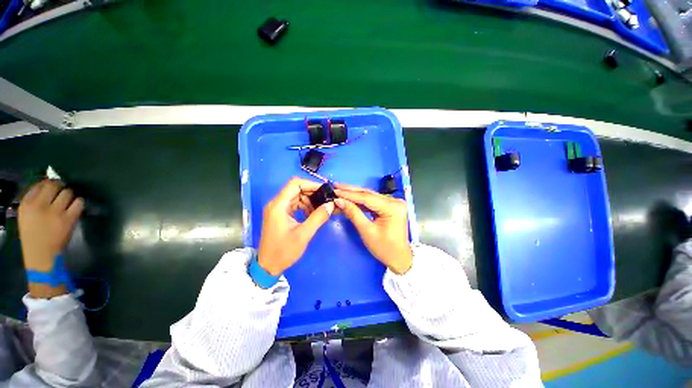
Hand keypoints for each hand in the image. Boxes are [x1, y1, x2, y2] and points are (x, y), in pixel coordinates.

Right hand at [18, 180, 83, 271]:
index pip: (41, 183)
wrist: (41, 254)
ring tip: (67, 202)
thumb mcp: (26, 214)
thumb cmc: (33, 234)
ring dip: (70, 195)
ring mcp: (55, 212)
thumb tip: (48, 184)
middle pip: (55, 185)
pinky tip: (75, 207)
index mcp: (27, 203)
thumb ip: (35, 199)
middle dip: (60, 187)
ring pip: (68, 192)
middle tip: (61, 192)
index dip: (49, 183)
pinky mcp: (68, 219)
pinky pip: (79, 203)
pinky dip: (79, 203)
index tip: (53, 187)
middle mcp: (40, 205)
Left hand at [258, 178, 334, 275]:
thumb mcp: (303, 234)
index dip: (311, 184)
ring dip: (309, 201)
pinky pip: (294, 205)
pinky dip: (304, 207)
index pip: (295, 184)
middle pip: (296, 189)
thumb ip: (318, 217)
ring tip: (319, 210)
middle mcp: (276, 204)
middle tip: (325, 201)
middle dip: (312, 193)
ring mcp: (277, 209)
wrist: (268, 266)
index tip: (324, 191)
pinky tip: (312, 215)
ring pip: (296, 196)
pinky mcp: (280, 215)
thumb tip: (330, 204)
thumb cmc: (284, 251)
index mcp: (279, 205)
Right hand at [334, 184, 412, 274]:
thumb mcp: (367, 231)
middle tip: (335, 186)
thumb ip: (353, 213)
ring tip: (340, 190)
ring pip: (370, 196)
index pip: (367, 197)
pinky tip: (350, 198)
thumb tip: (339, 201)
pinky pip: (373, 201)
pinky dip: (360, 200)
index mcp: (392, 207)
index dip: (349, 194)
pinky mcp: (389, 206)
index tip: (335, 191)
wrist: (399, 258)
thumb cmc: (384, 248)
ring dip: (354, 194)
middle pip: (368, 194)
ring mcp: (393, 203)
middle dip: (350, 191)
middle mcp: (394, 201)